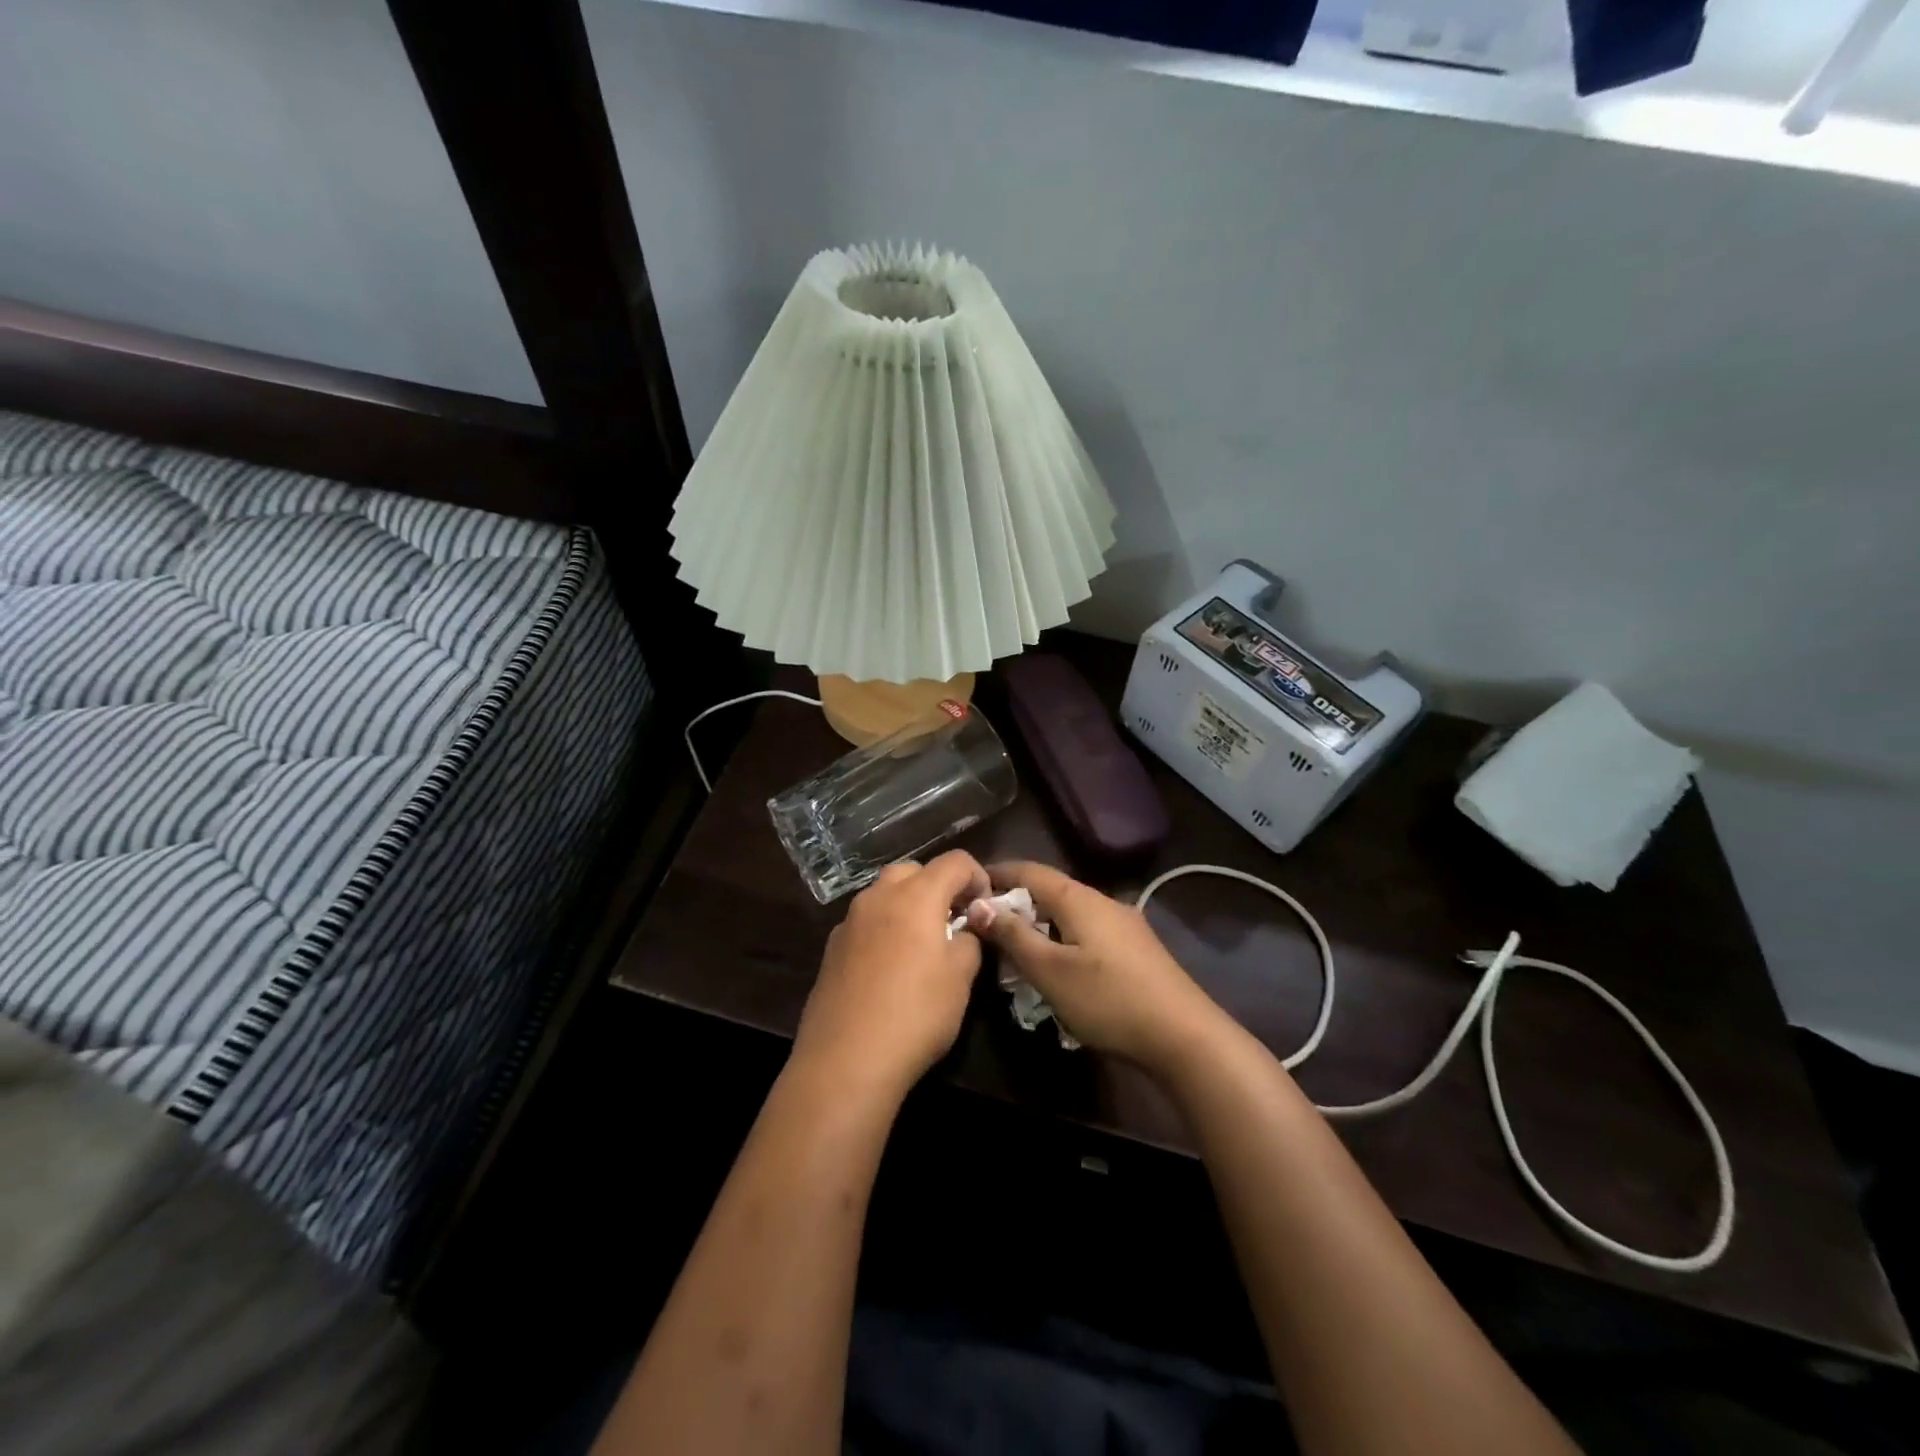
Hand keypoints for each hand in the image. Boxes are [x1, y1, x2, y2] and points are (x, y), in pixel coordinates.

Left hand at [793, 850, 990, 1100]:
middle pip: (913, 870)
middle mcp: (879, 897)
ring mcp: (849, 921)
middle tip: (953, 921)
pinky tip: (890, 968)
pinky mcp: (832, 948)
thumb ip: (970, 940)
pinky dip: (884, 929)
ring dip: (908, 905)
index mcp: (916, 896)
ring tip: (923, 944)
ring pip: (884, 894)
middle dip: (938, 886)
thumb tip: (965, 929)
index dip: (977, 876)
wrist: (846, 1059)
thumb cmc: (916, 1013)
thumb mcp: (961, 978)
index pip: (954, 861)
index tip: (985, 908)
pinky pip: (866, 922)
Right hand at [966, 861, 1227, 1076]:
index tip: (968, 885)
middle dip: (1016, 902)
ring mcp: (1124, 924)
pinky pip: (1087, 931)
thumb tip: (978, 905)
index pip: (1030, 870)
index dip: (997, 873)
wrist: (1184, 1036)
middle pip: (1050, 890)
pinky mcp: (1135, 948)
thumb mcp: (1050, 971)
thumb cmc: (1108, 999)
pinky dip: (1061, 938)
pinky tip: (1056, 965)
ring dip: (1039, 923)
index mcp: (1079, 898)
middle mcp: (1103, 901)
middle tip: (985, 924)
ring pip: (1070, 912)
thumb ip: (1013, 936)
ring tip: (1014, 947)